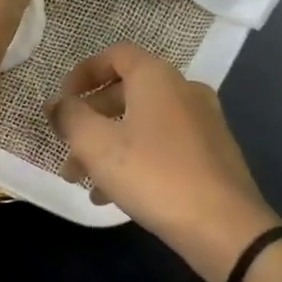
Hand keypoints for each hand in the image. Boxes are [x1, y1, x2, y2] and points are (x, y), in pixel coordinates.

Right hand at [48, 44, 281, 281]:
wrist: (224, 226)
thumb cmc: (153, 175)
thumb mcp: (97, 145)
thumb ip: (70, 117)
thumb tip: (58, 103)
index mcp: (157, 77)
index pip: (115, 55)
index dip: (83, 72)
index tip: (62, 100)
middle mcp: (183, 90)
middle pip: (127, 92)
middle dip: (90, 120)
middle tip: (66, 148)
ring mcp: (202, 122)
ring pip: (142, 124)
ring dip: (108, 146)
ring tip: (82, 180)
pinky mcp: (212, 153)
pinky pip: (163, 146)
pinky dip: (135, 159)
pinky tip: (114, 196)